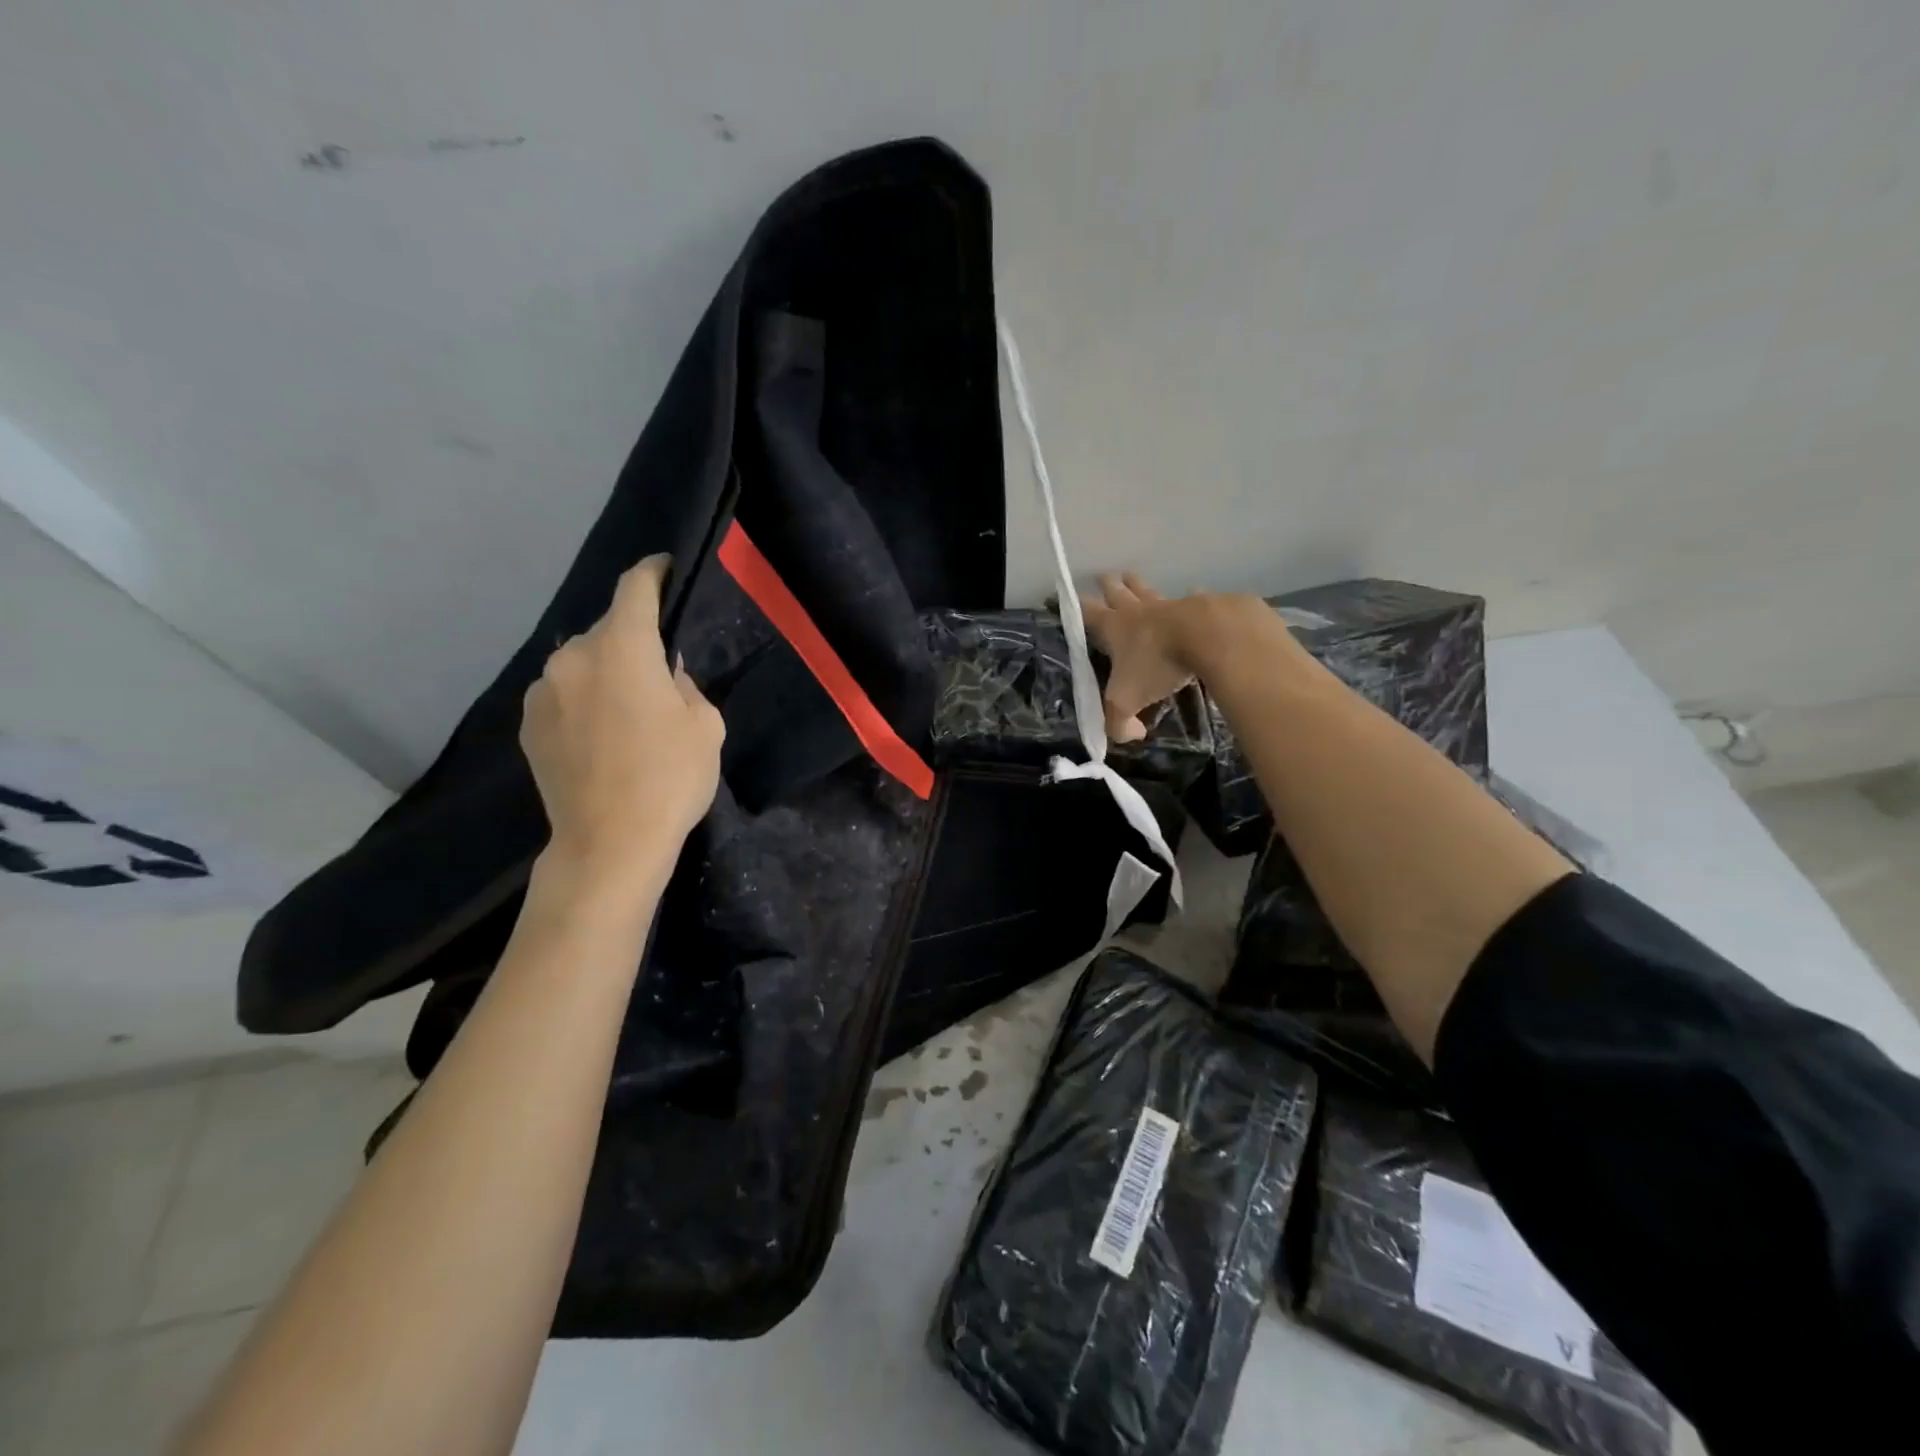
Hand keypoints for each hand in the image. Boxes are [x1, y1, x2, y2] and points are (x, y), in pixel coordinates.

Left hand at [520, 555, 723, 896]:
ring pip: (582, 663)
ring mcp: (543, 691)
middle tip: (659, 671)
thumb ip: (685, 685)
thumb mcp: (705, 726)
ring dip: (605, 672)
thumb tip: (665, 675)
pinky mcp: (527, 724)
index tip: (664, 567)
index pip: (634, 588)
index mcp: (623, 648)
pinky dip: (583, 700)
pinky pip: (562, 694)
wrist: (609, 842)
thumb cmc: (670, 778)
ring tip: (627, 711)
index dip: (652, 572)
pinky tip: (601, 735)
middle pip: (607, 630)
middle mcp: (573, 657)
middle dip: (633, 639)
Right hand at [1082, 573, 1287, 742]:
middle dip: (1108, 586)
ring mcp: (1171, 606)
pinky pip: (1191, 599)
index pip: (1088, 614)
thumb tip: (1127, 734)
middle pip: (1119, 594)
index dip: (1077, 607)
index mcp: (1115, 629)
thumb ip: (1118, 723)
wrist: (1208, 636)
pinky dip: (1190, 598)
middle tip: (1104, 576)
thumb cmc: (1158, 664)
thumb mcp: (1127, 701)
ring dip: (1139, 586)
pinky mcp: (1202, 606)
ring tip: (1132, 576)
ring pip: (1150, 592)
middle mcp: (1139, 612)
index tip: (1067, 595)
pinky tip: (1194, 594)